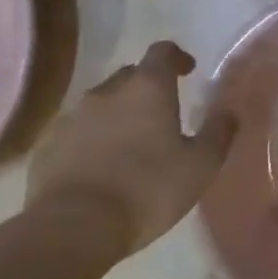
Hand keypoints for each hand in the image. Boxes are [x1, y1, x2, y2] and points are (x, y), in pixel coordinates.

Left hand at [16, 41, 238, 271]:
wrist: (74, 227)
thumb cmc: (148, 190)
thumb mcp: (201, 166)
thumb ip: (219, 133)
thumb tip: (229, 111)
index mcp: (147, 87)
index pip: (162, 51)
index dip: (177, 57)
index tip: (188, 71)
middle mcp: (107, 91)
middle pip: (131, 75)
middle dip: (148, 88)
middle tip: (163, 114)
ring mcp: (72, 116)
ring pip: (101, 103)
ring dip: (118, 114)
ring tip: (131, 144)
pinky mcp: (48, 144)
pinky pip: (76, 131)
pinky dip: (91, 139)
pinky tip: (100, 166)